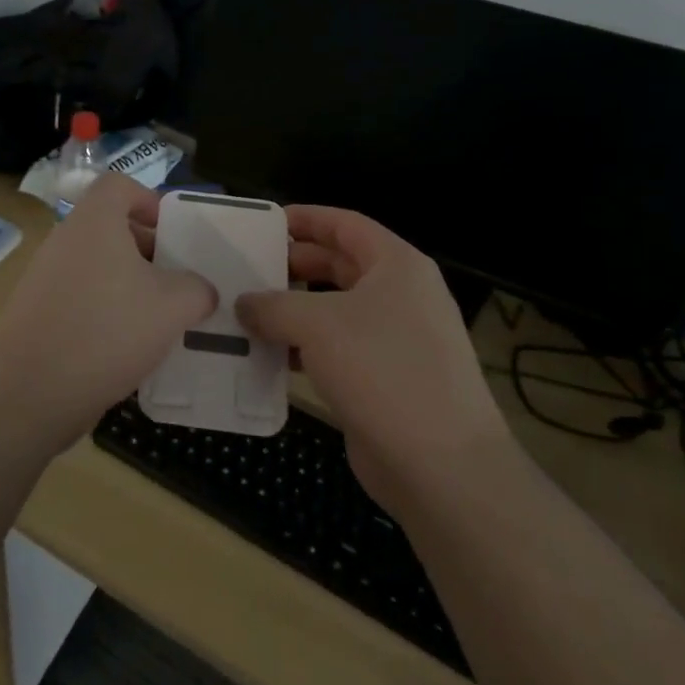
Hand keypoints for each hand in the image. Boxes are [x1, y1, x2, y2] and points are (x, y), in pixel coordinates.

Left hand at [0, 173, 215, 452]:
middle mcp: (65, 239)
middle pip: (110, 227)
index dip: (148, 199)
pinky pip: (79, 296)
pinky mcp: (37, 312)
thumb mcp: (172, 307)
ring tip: (158, 319)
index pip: (118, 185)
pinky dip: (105, 311)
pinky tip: (126, 347)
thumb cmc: (107, 331)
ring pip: (96, 265)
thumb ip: (197, 290)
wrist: (29, 390)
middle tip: (176, 282)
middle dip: (147, 250)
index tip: (172, 233)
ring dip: (128, 285)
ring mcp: (45, 276)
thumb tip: (201, 290)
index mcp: (94, 222)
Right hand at [235, 206, 507, 511]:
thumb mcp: (316, 324)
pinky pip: (337, 349)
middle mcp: (400, 295)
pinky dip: (304, 347)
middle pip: (340, 265)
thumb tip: (244, 304)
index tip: (265, 223)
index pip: (345, 224)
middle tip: (248, 270)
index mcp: (396, 266)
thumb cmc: (382, 370)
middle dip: (294, 265)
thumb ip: (273, 305)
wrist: (440, 465)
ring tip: (247, 312)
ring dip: (294, 310)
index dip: (306, 218)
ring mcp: (396, 340)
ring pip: (335, 310)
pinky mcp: (385, 379)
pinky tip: (270, 357)